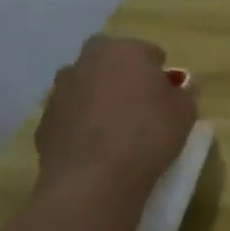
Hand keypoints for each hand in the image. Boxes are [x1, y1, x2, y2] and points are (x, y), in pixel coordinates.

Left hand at [34, 36, 195, 209]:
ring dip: (96, 96)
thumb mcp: (185, 113)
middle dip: (120, 73)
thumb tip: (177, 89)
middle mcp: (88, 62)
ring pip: (83, 85)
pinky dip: (79, 123)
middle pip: (108, 59)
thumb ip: (183, 94)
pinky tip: (94, 147)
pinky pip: (69, 115)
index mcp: (125, 50)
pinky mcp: (44, 122)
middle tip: (136, 101)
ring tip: (113, 126)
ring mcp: (60, 91)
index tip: (166, 93)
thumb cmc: (148, 135)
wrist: (94, 180)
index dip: (158, 71)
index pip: (148, 51)